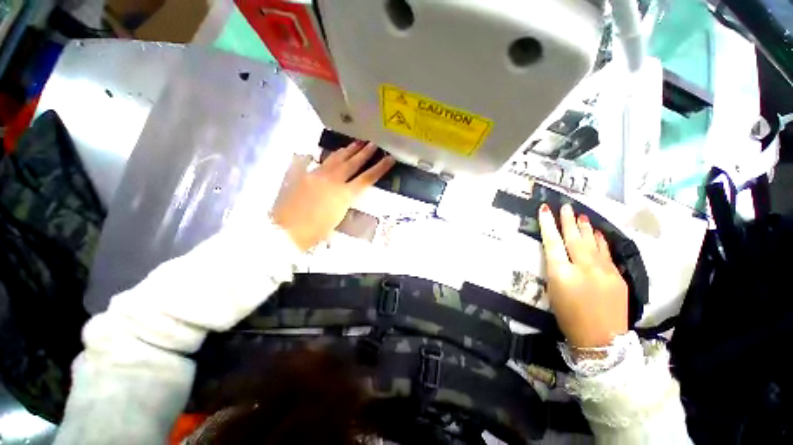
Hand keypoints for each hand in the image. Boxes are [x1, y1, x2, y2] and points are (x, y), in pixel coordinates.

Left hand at [272, 141, 394, 250]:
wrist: (288, 230)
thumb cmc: (316, 231)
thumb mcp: (337, 218)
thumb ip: (344, 201)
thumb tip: (347, 193)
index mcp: (344, 195)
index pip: (367, 178)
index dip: (380, 168)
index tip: (389, 159)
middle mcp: (333, 181)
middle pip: (353, 163)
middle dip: (365, 153)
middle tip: (373, 144)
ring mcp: (318, 175)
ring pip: (337, 158)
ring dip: (349, 150)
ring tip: (357, 142)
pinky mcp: (306, 174)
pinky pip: (321, 162)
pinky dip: (331, 157)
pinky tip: (335, 153)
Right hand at [537, 203, 627, 347]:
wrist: (602, 340)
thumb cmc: (568, 317)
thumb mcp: (553, 292)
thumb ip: (555, 270)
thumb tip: (558, 255)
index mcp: (562, 274)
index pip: (552, 243)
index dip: (547, 225)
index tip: (545, 210)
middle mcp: (584, 268)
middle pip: (574, 239)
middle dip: (567, 221)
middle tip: (565, 207)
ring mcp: (604, 271)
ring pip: (592, 243)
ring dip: (585, 228)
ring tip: (580, 215)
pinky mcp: (618, 276)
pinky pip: (606, 253)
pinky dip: (600, 241)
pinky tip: (598, 233)